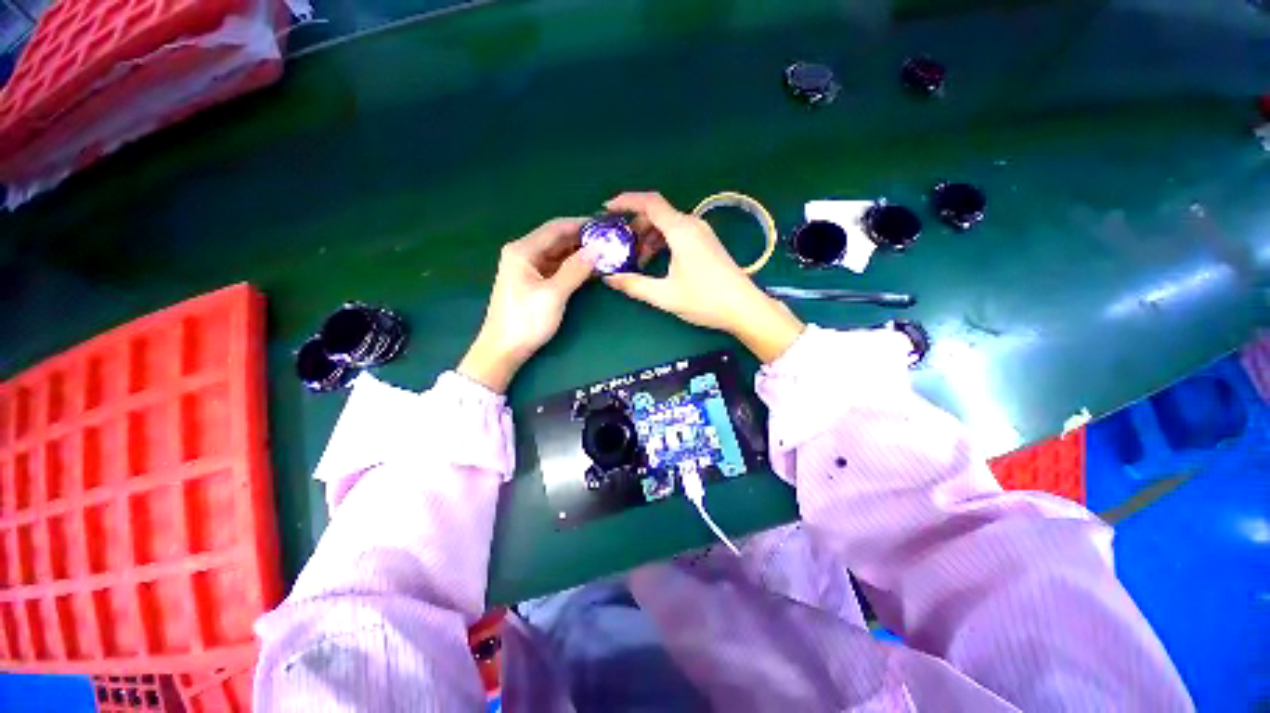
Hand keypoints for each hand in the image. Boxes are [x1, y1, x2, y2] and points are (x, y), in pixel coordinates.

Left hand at [459, 219, 596, 392]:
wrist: (504, 349)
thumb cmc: (526, 320)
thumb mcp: (553, 294)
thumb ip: (575, 269)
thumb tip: (598, 248)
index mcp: (523, 250)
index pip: (556, 228)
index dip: (581, 224)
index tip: (605, 225)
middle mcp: (524, 254)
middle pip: (557, 239)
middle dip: (583, 239)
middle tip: (610, 241)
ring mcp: (528, 269)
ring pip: (558, 254)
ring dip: (579, 254)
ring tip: (605, 254)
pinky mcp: (534, 282)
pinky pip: (556, 268)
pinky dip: (573, 267)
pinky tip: (590, 269)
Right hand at [602, 192, 803, 362]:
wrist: (744, 308)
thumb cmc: (705, 300)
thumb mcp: (665, 295)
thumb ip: (634, 285)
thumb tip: (609, 279)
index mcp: (681, 231)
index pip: (649, 202)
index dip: (625, 201)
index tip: (607, 209)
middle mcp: (692, 225)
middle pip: (657, 213)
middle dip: (635, 226)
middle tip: (620, 246)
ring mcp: (702, 233)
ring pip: (668, 224)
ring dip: (649, 237)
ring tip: (637, 259)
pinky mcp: (707, 243)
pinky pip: (679, 233)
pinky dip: (662, 242)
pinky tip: (656, 261)